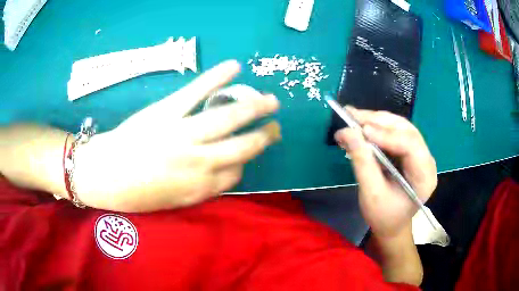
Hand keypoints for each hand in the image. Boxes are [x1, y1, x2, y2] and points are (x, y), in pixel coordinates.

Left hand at [75, 60, 280, 211]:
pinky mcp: (167, 112)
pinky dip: (217, 78)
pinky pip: (196, 92)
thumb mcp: (173, 202)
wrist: (103, 176)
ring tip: (271, 100)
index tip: (243, 157)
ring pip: (228, 118)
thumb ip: (200, 189)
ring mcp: (184, 134)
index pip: (236, 174)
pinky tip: (235, 67)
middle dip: (264, 136)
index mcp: (199, 188)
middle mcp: (199, 162)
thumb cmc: (135, 194)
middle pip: (243, 147)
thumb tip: (220, 172)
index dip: (243, 163)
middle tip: (277, 127)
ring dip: (254, 107)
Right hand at [334, 107, 436, 238]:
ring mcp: (420, 153)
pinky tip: (361, 126)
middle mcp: (426, 159)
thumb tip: (346, 132)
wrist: (392, 225)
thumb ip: (362, 163)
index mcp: (424, 176)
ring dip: (376, 120)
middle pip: (406, 130)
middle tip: (351, 116)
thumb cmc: (383, 216)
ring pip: (400, 126)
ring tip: (352, 118)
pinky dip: (377, 127)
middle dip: (378, 121)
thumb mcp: (371, 194)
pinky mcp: (410, 151)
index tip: (361, 130)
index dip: (387, 134)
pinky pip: (395, 131)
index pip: (410, 145)